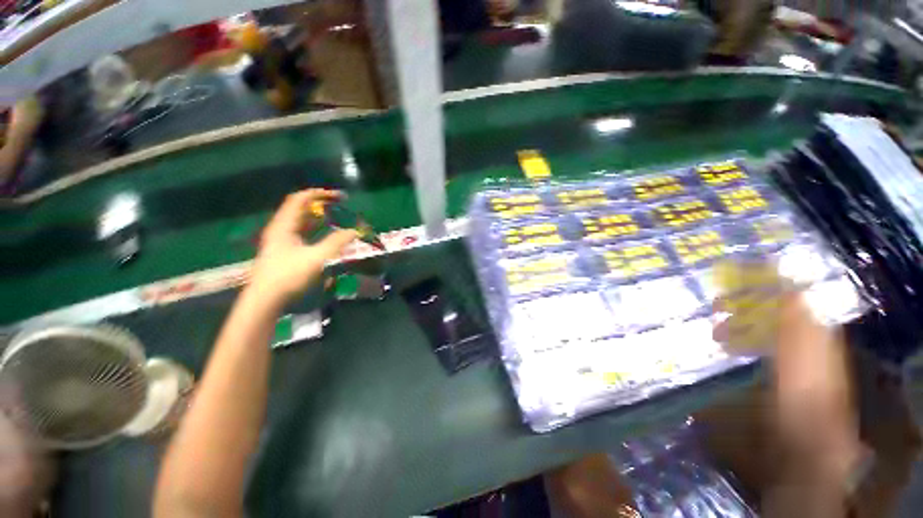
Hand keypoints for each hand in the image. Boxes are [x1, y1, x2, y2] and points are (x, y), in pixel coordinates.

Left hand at [248, 189, 357, 304]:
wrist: (265, 300)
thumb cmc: (288, 276)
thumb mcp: (316, 258)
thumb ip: (336, 243)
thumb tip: (354, 231)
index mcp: (284, 225)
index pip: (300, 199)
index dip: (320, 194)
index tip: (340, 197)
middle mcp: (281, 228)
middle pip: (300, 208)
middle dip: (321, 204)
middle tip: (340, 206)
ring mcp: (281, 240)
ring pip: (301, 221)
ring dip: (318, 217)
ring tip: (336, 218)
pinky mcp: (284, 251)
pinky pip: (302, 232)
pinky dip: (315, 229)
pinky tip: (325, 235)